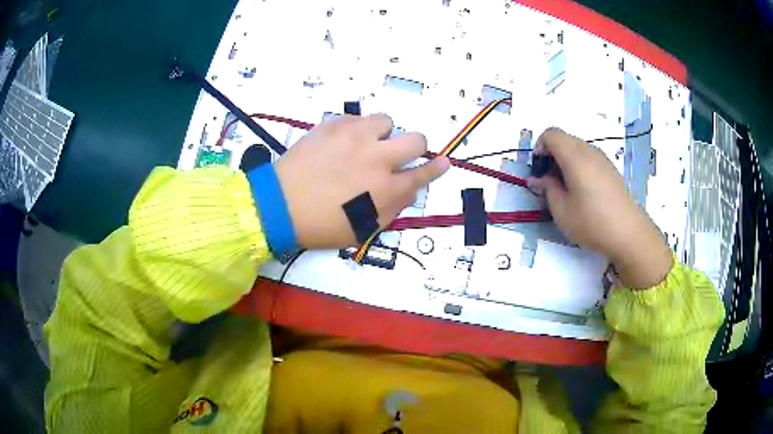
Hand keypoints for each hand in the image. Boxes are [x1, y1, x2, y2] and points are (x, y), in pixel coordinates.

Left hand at [275, 114, 449, 249]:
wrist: (279, 205)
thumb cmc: (321, 224)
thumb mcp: (362, 229)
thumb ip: (392, 209)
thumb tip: (408, 189)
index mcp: (385, 188)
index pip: (423, 174)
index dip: (437, 168)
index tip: (444, 161)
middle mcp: (376, 158)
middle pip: (416, 139)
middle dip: (415, 146)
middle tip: (398, 153)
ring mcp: (354, 137)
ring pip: (387, 121)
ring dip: (382, 134)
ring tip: (364, 144)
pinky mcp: (333, 125)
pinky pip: (357, 117)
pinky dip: (356, 129)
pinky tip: (341, 142)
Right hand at [528, 128, 671, 288]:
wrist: (628, 233)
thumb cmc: (592, 222)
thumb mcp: (562, 211)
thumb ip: (547, 189)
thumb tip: (538, 179)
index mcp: (575, 157)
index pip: (551, 134)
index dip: (539, 148)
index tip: (538, 171)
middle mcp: (589, 151)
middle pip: (564, 139)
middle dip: (551, 155)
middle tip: (549, 182)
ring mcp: (602, 159)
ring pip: (576, 148)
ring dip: (565, 161)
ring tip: (566, 189)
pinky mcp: (610, 169)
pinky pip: (588, 158)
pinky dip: (578, 166)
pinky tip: (582, 191)